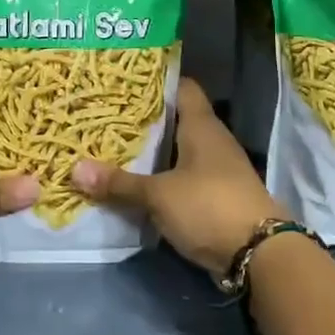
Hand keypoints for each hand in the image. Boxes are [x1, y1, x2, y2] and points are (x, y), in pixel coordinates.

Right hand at [71, 78, 287, 277]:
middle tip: (107, 116)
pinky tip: (138, 184)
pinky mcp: (217, 196)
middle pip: (177, 120)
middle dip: (145, 120)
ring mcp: (218, 170)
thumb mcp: (158, 195)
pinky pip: (184, 178)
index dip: (157, 81)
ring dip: (153, 153)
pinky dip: (163, 178)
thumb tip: (75, 169)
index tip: (125, 82)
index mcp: (202, 126)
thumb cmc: (209, 206)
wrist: (259, 253)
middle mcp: (213, 141)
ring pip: (179, 151)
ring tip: (114, 148)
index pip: (182, 87)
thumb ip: (120, 183)